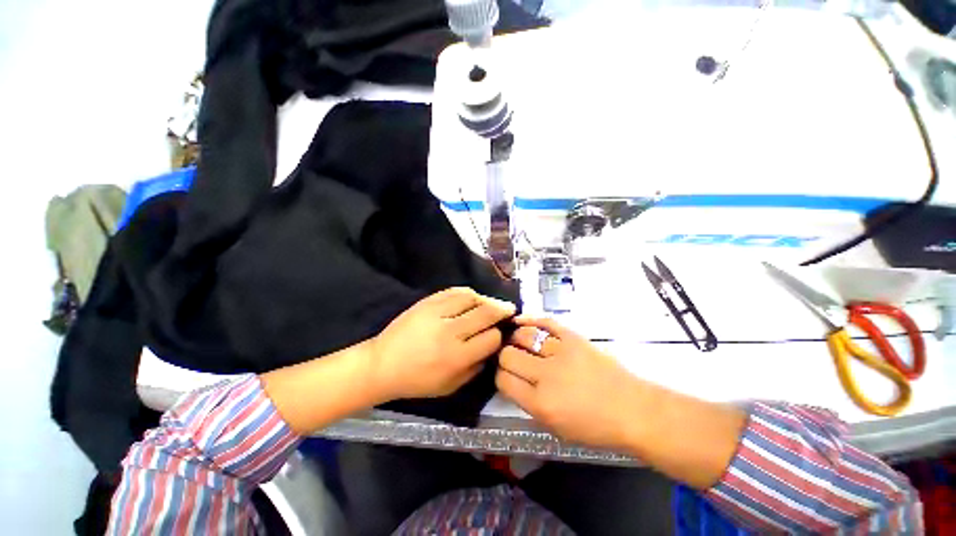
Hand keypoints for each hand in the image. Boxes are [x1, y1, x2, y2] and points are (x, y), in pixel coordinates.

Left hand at [368, 287, 515, 401]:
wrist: (383, 364)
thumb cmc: (418, 380)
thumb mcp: (451, 386)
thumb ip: (476, 368)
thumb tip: (493, 347)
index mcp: (456, 357)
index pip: (491, 338)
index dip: (499, 335)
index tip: (499, 334)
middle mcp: (450, 332)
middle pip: (486, 313)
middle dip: (502, 310)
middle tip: (509, 309)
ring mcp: (437, 313)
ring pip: (472, 298)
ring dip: (486, 299)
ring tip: (490, 303)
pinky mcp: (427, 302)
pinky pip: (454, 291)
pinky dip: (468, 293)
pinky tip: (472, 297)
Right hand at [496, 316, 644, 450]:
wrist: (633, 410)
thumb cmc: (596, 427)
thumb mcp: (556, 428)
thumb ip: (529, 404)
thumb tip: (513, 381)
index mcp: (541, 404)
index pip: (503, 380)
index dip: (500, 376)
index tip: (505, 375)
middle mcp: (546, 376)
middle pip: (508, 355)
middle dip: (505, 357)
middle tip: (512, 359)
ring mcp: (561, 353)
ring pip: (523, 336)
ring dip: (515, 338)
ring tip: (516, 341)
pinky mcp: (573, 337)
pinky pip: (545, 322)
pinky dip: (529, 319)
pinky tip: (519, 321)